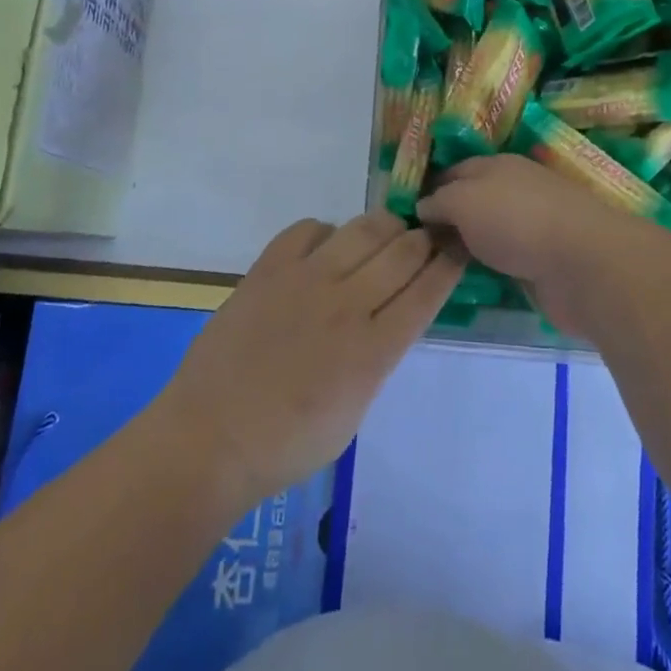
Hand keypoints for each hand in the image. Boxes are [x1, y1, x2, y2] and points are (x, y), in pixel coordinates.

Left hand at [161, 211, 463, 508]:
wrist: (210, 438)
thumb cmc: (287, 445)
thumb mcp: (354, 413)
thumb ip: (377, 358)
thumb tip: (387, 320)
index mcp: (373, 351)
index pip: (426, 291)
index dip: (449, 264)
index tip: (459, 248)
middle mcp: (346, 305)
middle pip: (402, 251)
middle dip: (424, 238)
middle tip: (426, 237)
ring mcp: (305, 280)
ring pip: (362, 229)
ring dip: (384, 225)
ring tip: (386, 231)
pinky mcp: (269, 268)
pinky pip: (308, 229)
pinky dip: (326, 231)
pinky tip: (326, 245)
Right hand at [416, 156, 657, 334]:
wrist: (582, 263)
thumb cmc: (516, 220)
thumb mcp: (463, 200)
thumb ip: (439, 201)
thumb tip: (424, 207)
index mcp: (497, 165)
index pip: (454, 171)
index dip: (430, 189)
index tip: (405, 216)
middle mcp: (515, 189)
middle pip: (472, 201)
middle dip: (447, 220)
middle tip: (415, 248)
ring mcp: (533, 225)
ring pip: (489, 232)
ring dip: (468, 245)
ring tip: (435, 267)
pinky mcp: (545, 260)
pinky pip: (506, 258)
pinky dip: (490, 266)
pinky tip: (471, 279)